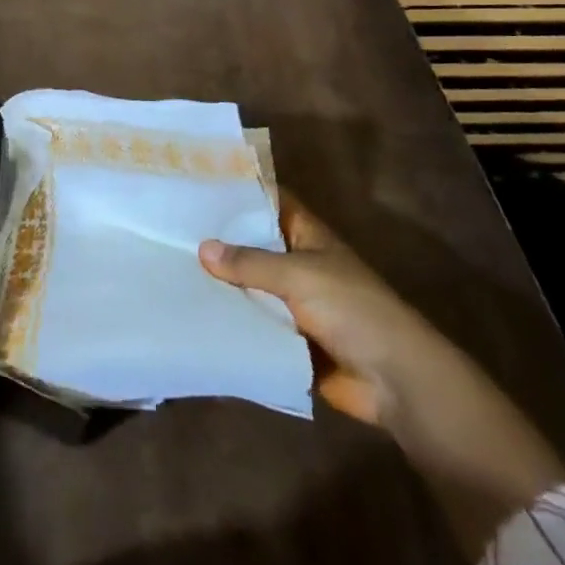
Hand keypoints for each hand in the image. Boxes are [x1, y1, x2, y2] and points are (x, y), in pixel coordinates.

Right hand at [201, 197, 564, 556]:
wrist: (395, 381)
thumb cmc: (353, 310)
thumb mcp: (299, 276)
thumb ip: (250, 262)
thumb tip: (202, 248)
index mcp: (308, 236)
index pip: (270, 201)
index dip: (240, 190)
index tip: (198, 182)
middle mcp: (299, 263)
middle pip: (254, 244)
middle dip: (220, 239)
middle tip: (169, 227)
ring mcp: (294, 302)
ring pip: (250, 285)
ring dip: (222, 283)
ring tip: (170, 267)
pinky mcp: (288, 339)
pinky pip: (254, 323)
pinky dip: (231, 320)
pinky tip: (193, 313)